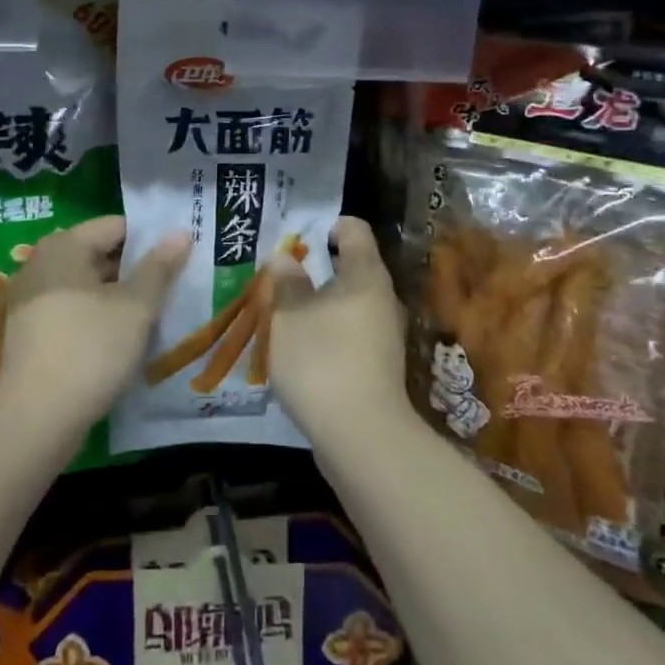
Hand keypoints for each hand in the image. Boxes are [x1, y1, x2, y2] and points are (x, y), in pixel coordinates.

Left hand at [0, 216, 189, 435]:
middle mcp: (41, 264)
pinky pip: (73, 311)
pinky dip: (98, 318)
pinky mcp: (30, 333)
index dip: (151, 239)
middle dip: (136, 270)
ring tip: (155, 314)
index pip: (116, 226)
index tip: (179, 258)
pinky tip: (124, 338)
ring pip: (88, 286)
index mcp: (64, 246)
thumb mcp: (135, 307)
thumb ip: (159, 267)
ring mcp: (31, 300)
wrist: (34, 420)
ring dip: (119, 297)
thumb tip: (181, 233)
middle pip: (100, 255)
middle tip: (173, 287)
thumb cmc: (90, 349)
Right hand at [267, 216, 410, 448]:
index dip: (325, 226)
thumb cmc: (321, 359)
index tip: (296, 241)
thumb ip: (286, 281)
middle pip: (352, 266)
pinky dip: (327, 334)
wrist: (361, 437)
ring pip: (349, 304)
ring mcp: (384, 334)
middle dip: (316, 268)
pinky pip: (350, 334)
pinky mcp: (379, 367)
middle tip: (280, 278)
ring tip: (285, 315)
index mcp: (365, 274)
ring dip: (319, 304)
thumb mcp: (289, 314)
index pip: (354, 229)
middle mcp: (382, 298)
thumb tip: (286, 257)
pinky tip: (302, 351)